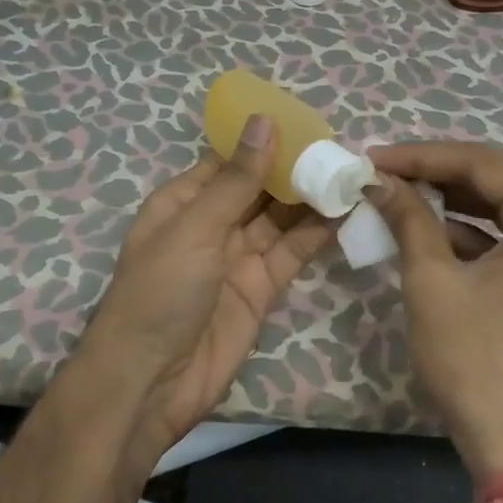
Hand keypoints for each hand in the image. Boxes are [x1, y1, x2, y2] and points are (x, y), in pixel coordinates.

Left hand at [74, 115, 336, 465]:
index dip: (263, 141)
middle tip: (340, 146)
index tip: (306, 121)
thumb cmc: (160, 292)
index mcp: (183, 202)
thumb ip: (236, 180)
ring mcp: (237, 258)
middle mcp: (211, 225)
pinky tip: (344, 210)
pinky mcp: (260, 289)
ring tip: (351, 171)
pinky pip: (291, 253)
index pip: (227, 161)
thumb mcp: (195, 228)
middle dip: (293, 169)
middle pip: (257, 188)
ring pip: (279, 219)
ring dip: (310, 198)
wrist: (152, 381)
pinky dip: (316, 234)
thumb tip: (264, 121)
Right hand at [364, 142, 502, 478]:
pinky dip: (471, 234)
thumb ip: (409, 219)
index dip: (422, 156)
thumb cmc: (479, 363)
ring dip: (452, 202)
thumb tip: (379, 180)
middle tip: (384, 171)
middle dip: (437, 174)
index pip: (484, 164)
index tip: (372, 156)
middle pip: (499, 180)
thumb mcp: (433, 283)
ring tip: (397, 194)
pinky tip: (428, 232)